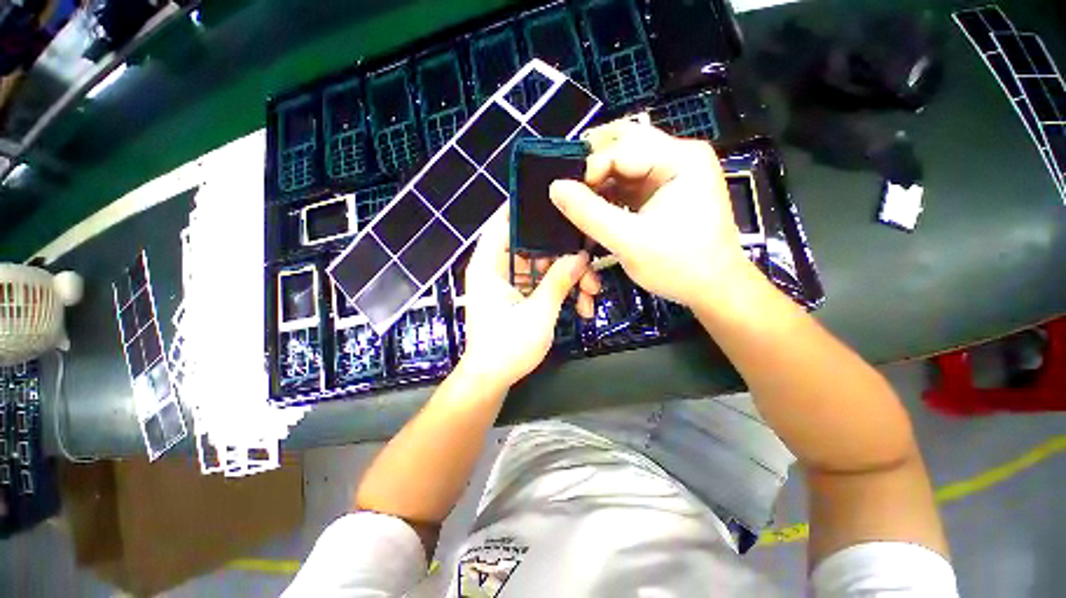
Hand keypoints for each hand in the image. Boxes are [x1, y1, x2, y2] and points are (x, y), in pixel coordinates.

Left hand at [459, 208, 597, 390]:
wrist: (493, 379)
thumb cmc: (507, 348)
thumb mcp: (538, 313)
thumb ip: (559, 281)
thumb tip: (581, 256)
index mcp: (489, 265)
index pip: (504, 222)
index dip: (527, 208)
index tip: (558, 201)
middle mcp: (498, 268)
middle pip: (533, 244)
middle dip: (564, 255)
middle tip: (590, 265)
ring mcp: (511, 282)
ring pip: (544, 265)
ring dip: (569, 277)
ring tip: (592, 294)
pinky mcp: (521, 295)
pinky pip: (544, 282)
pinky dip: (562, 291)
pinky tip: (583, 306)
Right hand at [549, 120, 756, 308]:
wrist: (714, 290)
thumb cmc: (679, 266)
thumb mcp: (629, 241)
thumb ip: (590, 214)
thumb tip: (555, 187)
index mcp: (680, 159)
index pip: (622, 148)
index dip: (589, 169)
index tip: (565, 196)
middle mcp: (678, 157)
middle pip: (624, 145)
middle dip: (592, 165)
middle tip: (567, 186)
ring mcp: (671, 175)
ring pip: (624, 165)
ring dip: (599, 182)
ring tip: (576, 202)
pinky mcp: (664, 193)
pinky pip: (629, 184)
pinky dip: (609, 195)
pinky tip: (594, 210)